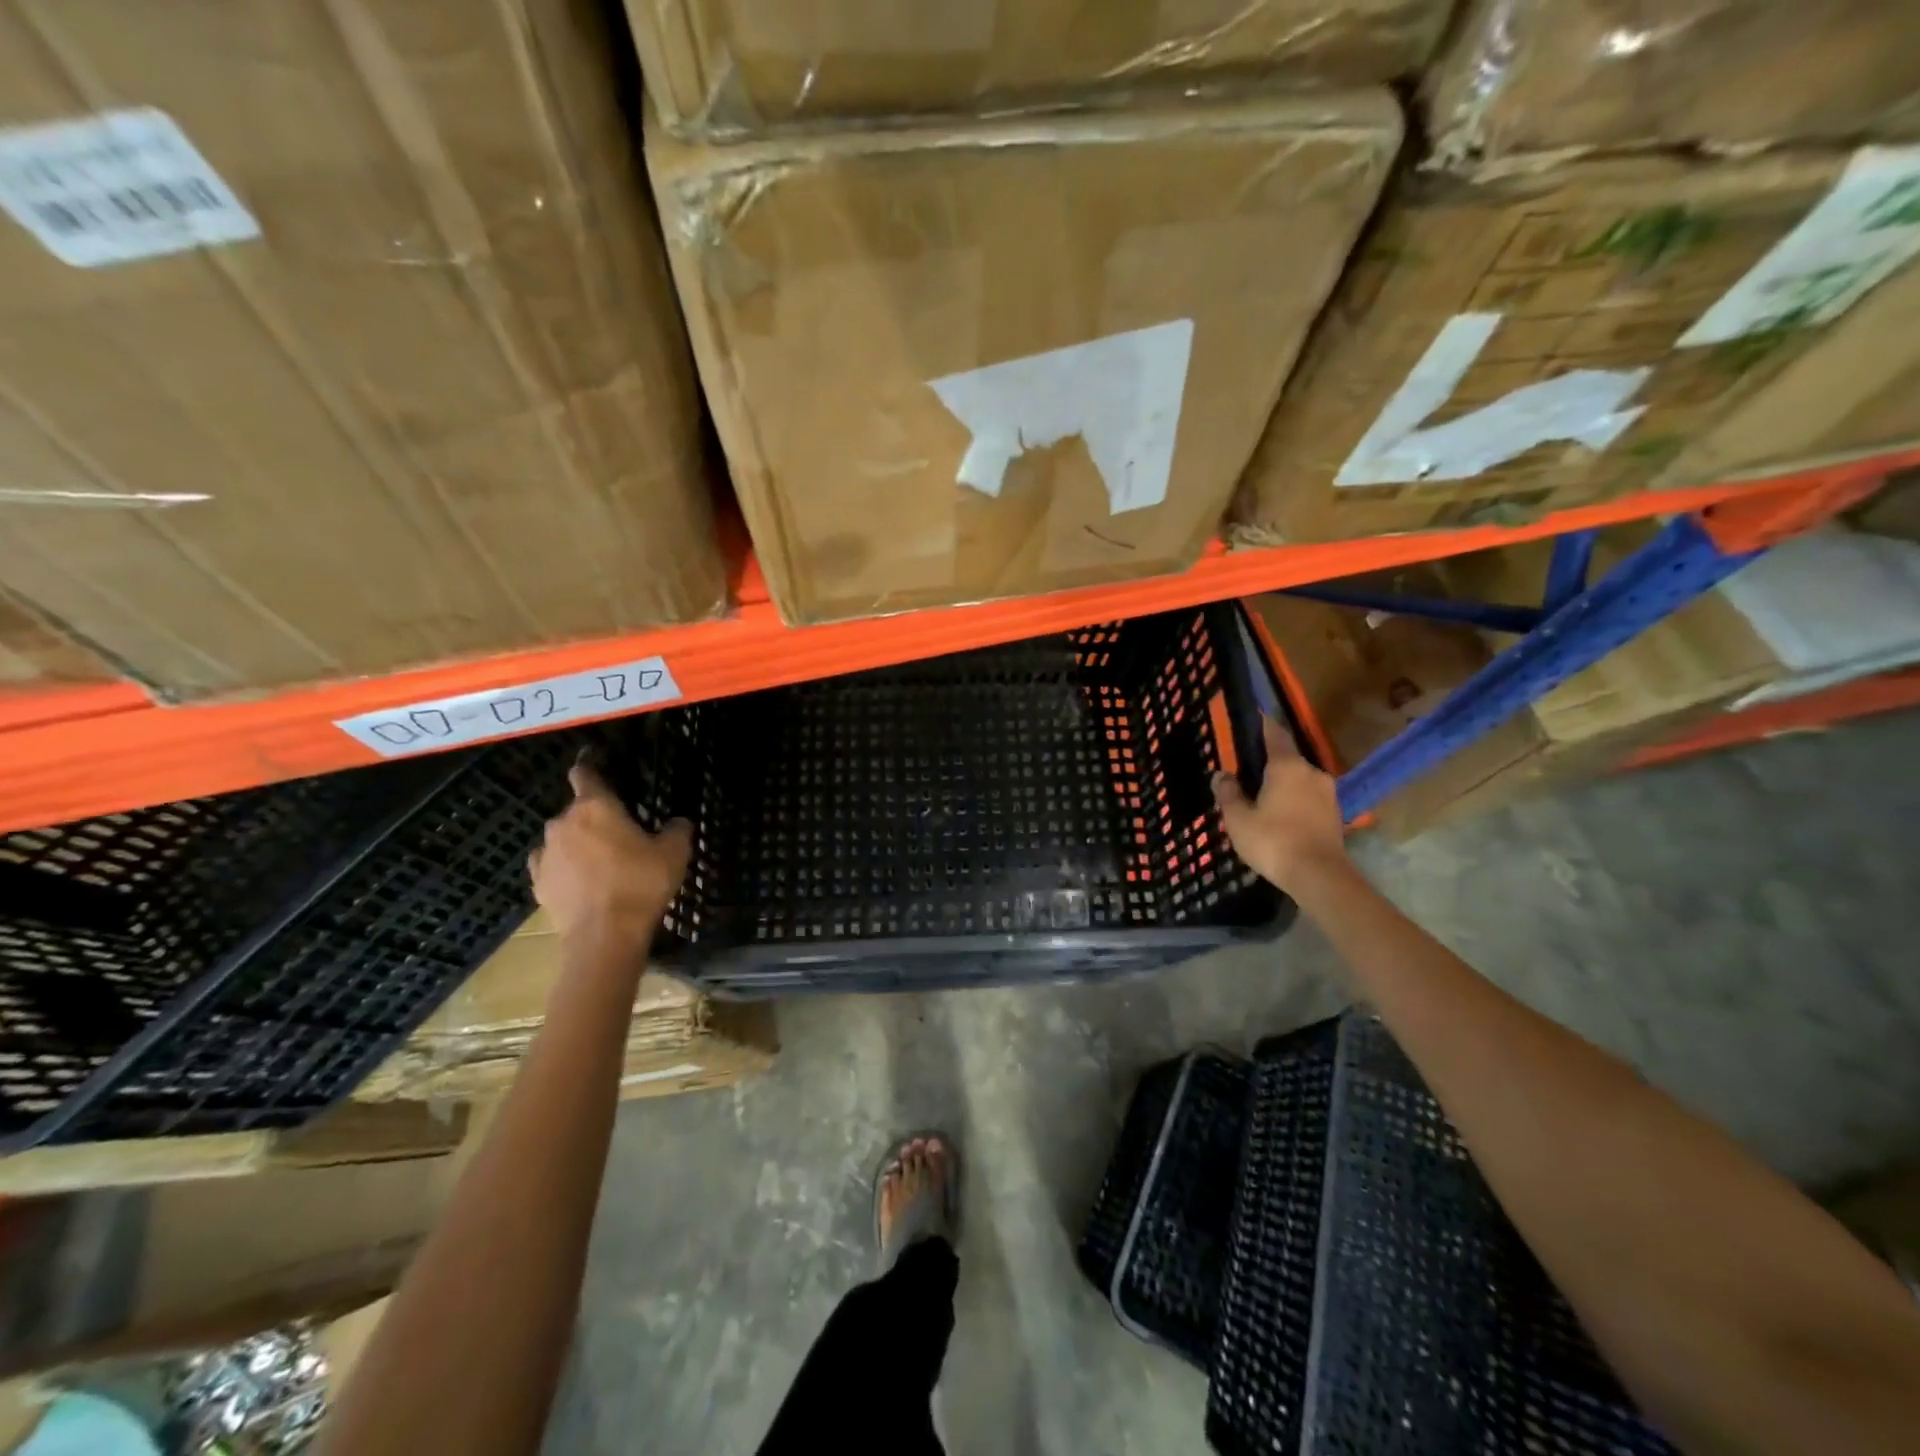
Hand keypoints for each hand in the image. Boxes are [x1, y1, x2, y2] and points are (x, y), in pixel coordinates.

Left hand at [529, 760, 691, 951]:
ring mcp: (546, 854)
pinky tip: (581, 882)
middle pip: (576, 810)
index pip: (584, 774)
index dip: (590, 767)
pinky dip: (564, 868)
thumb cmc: (641, 883)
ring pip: (562, 839)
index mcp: (595, 806)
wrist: (605, 936)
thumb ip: (677, 829)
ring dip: (578, 844)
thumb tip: (677, 822)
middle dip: (594, 817)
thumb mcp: (675, 852)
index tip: (595, 765)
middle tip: (619, 834)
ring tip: (601, 863)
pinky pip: (551, 865)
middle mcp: (563, 823)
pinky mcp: (538, 883)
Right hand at [1212, 716, 1347, 890]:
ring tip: (1261, 798)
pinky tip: (1279, 816)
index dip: (1260, 725)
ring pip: (1298, 780)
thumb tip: (1221, 775)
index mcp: (1287, 765)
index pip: (1273, 733)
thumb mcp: (1238, 819)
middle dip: (1267, 763)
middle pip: (1286, 758)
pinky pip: (1308, 798)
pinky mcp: (1335, 814)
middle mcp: (1311, 771)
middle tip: (1246, 771)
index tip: (1249, 719)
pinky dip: (1294, 801)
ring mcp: (1327, 793)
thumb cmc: (1273, 841)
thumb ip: (1228, 793)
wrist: (1319, 876)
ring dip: (1282, 784)